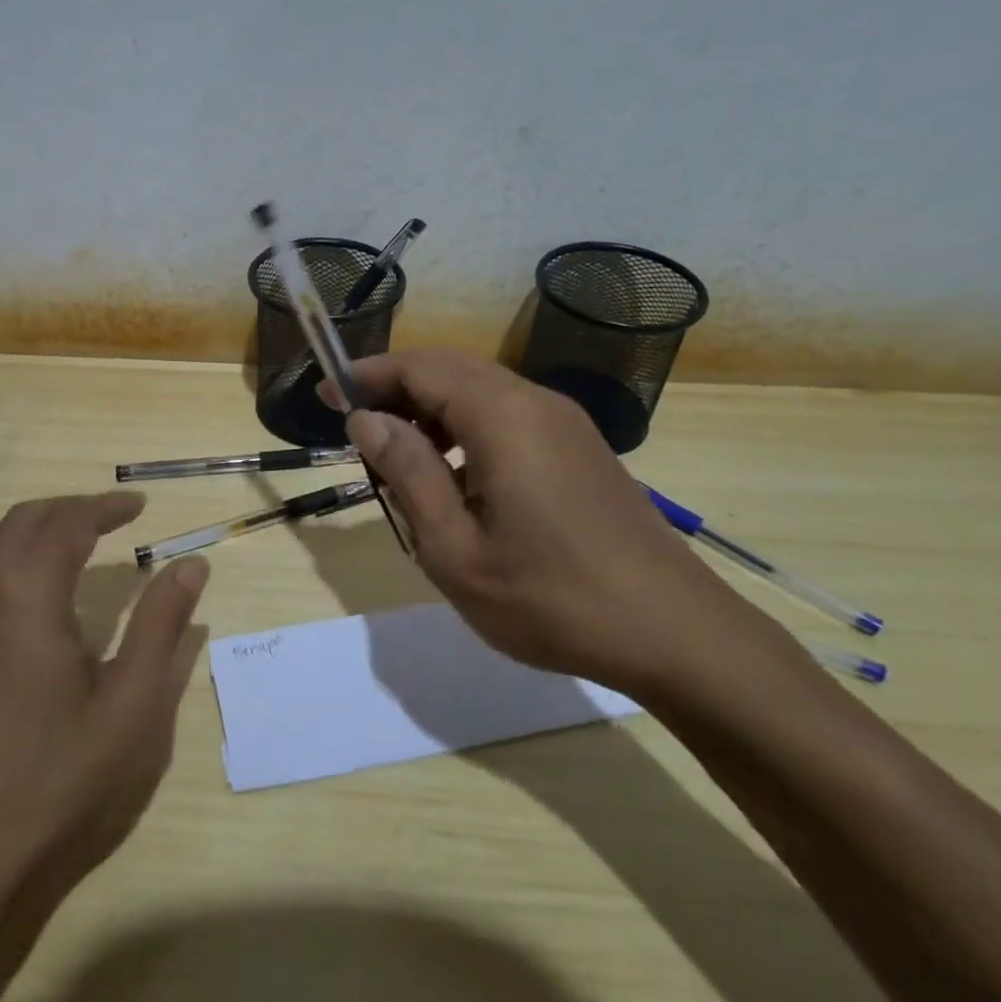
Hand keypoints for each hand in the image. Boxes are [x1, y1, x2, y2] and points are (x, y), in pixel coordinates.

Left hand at [0, 491, 208, 904]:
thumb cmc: (52, 782)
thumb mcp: (130, 705)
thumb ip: (161, 625)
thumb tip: (191, 564)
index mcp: (27, 595)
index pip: (67, 522)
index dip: (105, 507)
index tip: (138, 505)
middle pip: (22, 520)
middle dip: (69, 509)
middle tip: (111, 518)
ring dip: (33, 528)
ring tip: (73, 543)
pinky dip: (6, 557)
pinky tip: (30, 597)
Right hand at [335, 347, 766, 698]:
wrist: (675, 633)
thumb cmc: (552, 599)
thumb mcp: (456, 550)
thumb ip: (408, 474)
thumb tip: (367, 420)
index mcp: (503, 417)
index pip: (420, 367)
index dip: (367, 374)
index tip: (325, 394)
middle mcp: (536, 402)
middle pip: (450, 368)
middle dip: (396, 385)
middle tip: (354, 422)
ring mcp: (565, 422)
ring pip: (481, 388)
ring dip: (431, 405)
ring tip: (396, 451)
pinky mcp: (581, 447)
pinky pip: (509, 412)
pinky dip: (466, 423)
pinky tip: (454, 472)